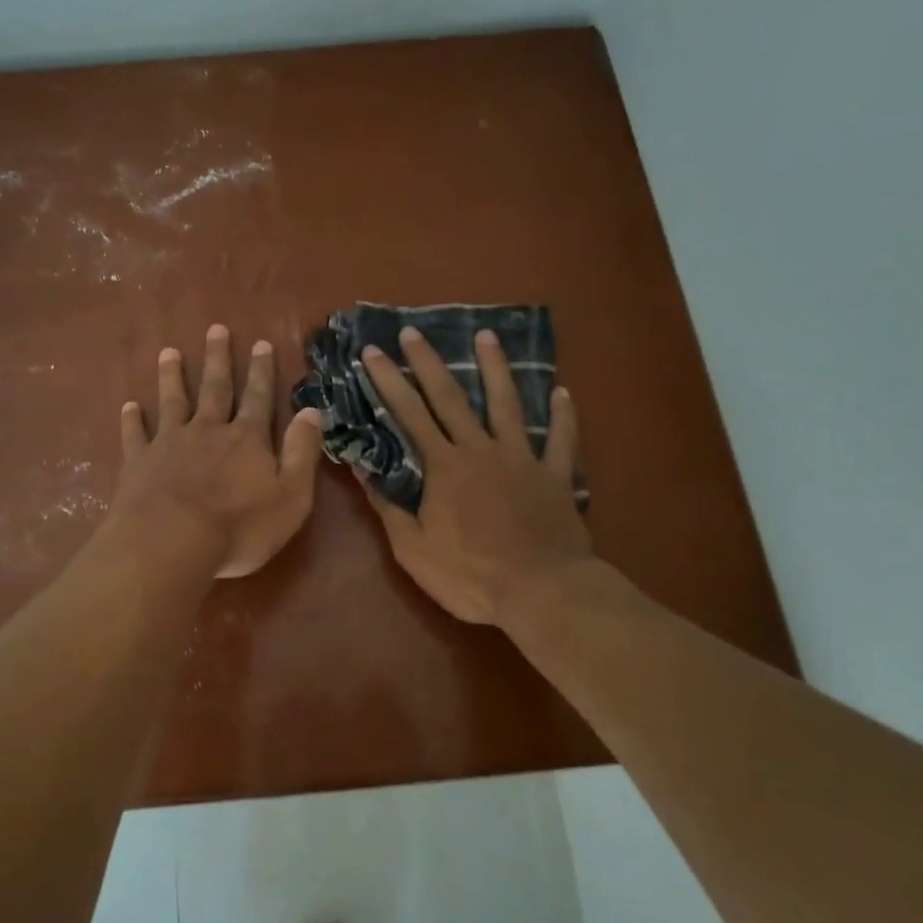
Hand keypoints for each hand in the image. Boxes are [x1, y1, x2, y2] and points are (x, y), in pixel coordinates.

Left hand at [113, 324, 323, 578]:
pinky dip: (132, 419)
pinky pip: (135, 435)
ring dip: (172, 376)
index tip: (261, 343)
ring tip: (169, 353)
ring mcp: (169, 444)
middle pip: (214, 388)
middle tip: (215, 329)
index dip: (262, 371)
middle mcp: (208, 431)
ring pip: (172, 401)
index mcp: (247, 439)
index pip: (258, 397)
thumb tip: (312, 411)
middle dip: (217, 359)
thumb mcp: (291, 496)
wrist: (172, 544)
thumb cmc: (239, 527)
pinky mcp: (139, 463)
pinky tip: (129, 406)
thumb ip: (301, 452)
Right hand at [356, 326, 593, 625]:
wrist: (542, 591)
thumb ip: (387, 506)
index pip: (409, 415)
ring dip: (496, 368)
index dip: (388, 382)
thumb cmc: (470, 576)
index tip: (372, 353)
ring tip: (488, 336)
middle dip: (428, 363)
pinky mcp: (555, 476)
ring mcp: (523, 459)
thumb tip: (358, 467)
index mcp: (444, 467)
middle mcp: (481, 451)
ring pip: (508, 404)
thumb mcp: (413, 549)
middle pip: (452, 398)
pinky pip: (561, 440)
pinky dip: (564, 416)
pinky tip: (564, 393)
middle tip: (413, 332)